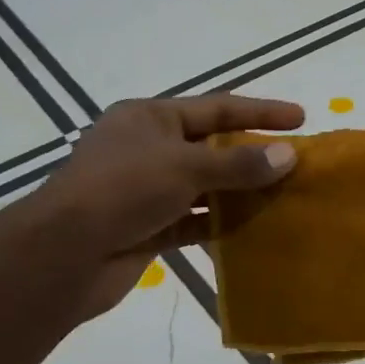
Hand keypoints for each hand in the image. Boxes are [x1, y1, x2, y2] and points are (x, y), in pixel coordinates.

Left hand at [29, 93, 303, 320]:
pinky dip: (220, 224)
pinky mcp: (147, 228)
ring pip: (204, 187)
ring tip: (283, 197)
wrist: (64, 255)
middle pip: (211, 147)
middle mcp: (147, 149)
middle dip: (253, 155)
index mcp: (149, 118)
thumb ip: (238, 163)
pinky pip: (193, 221)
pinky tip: (252, 230)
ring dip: (240, 193)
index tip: (301, 118)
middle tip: (296, 163)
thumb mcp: (184, 167)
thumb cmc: (122, 190)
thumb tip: (289, 155)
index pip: (216, 108)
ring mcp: (146, 190)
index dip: (260, 111)